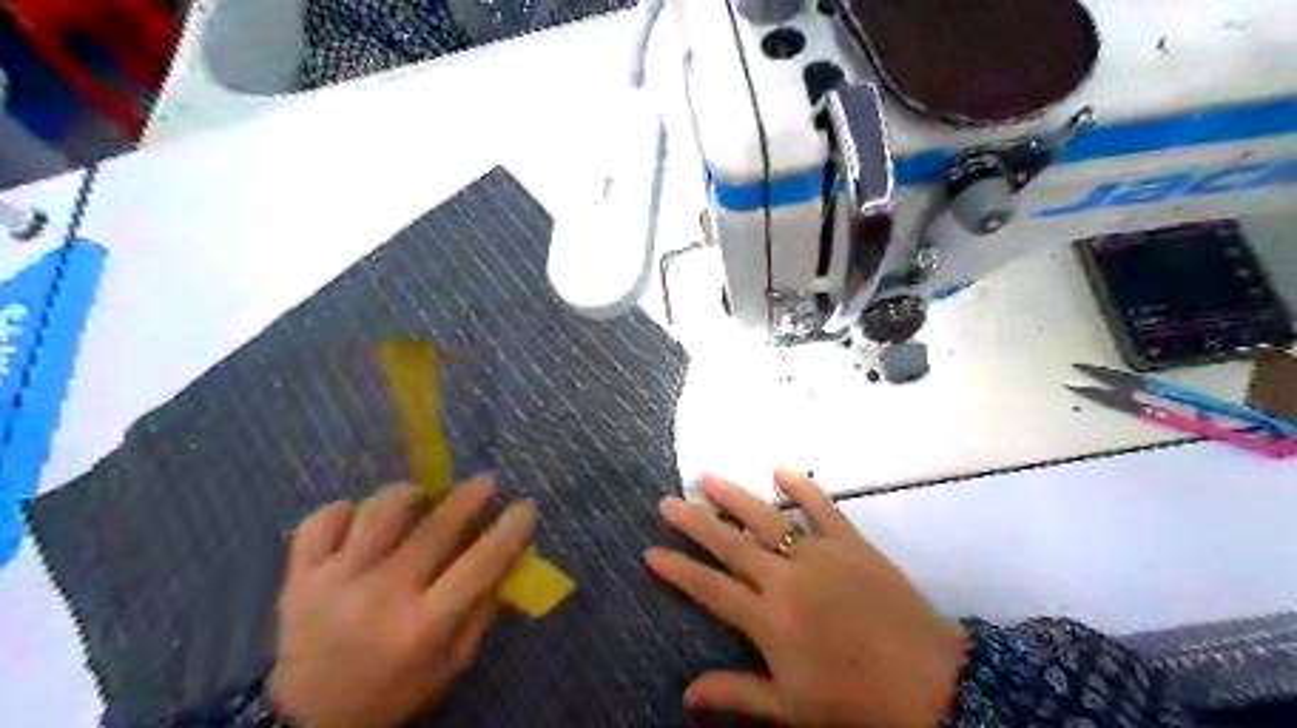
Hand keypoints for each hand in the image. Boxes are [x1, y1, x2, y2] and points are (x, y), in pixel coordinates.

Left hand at [268, 476, 537, 727]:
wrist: (307, 723)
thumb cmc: (395, 691)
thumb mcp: (454, 663)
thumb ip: (486, 608)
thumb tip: (517, 554)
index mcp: (425, 625)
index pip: (482, 562)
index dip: (511, 528)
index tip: (526, 506)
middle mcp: (382, 596)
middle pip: (437, 526)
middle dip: (471, 495)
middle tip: (485, 483)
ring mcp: (335, 582)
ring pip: (381, 509)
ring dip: (411, 496)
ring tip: (421, 499)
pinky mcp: (299, 576)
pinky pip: (324, 519)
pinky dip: (347, 511)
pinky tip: (362, 523)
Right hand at [646, 468, 961, 725]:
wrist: (931, 681)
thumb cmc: (855, 699)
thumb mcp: (792, 707)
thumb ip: (738, 694)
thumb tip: (686, 694)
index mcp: (768, 619)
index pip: (710, 589)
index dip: (678, 570)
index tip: (651, 551)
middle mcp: (785, 579)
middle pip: (730, 543)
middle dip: (694, 522)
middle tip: (668, 501)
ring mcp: (818, 555)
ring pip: (766, 518)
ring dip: (734, 496)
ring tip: (707, 478)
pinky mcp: (850, 542)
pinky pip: (822, 507)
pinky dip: (802, 486)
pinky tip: (782, 470)